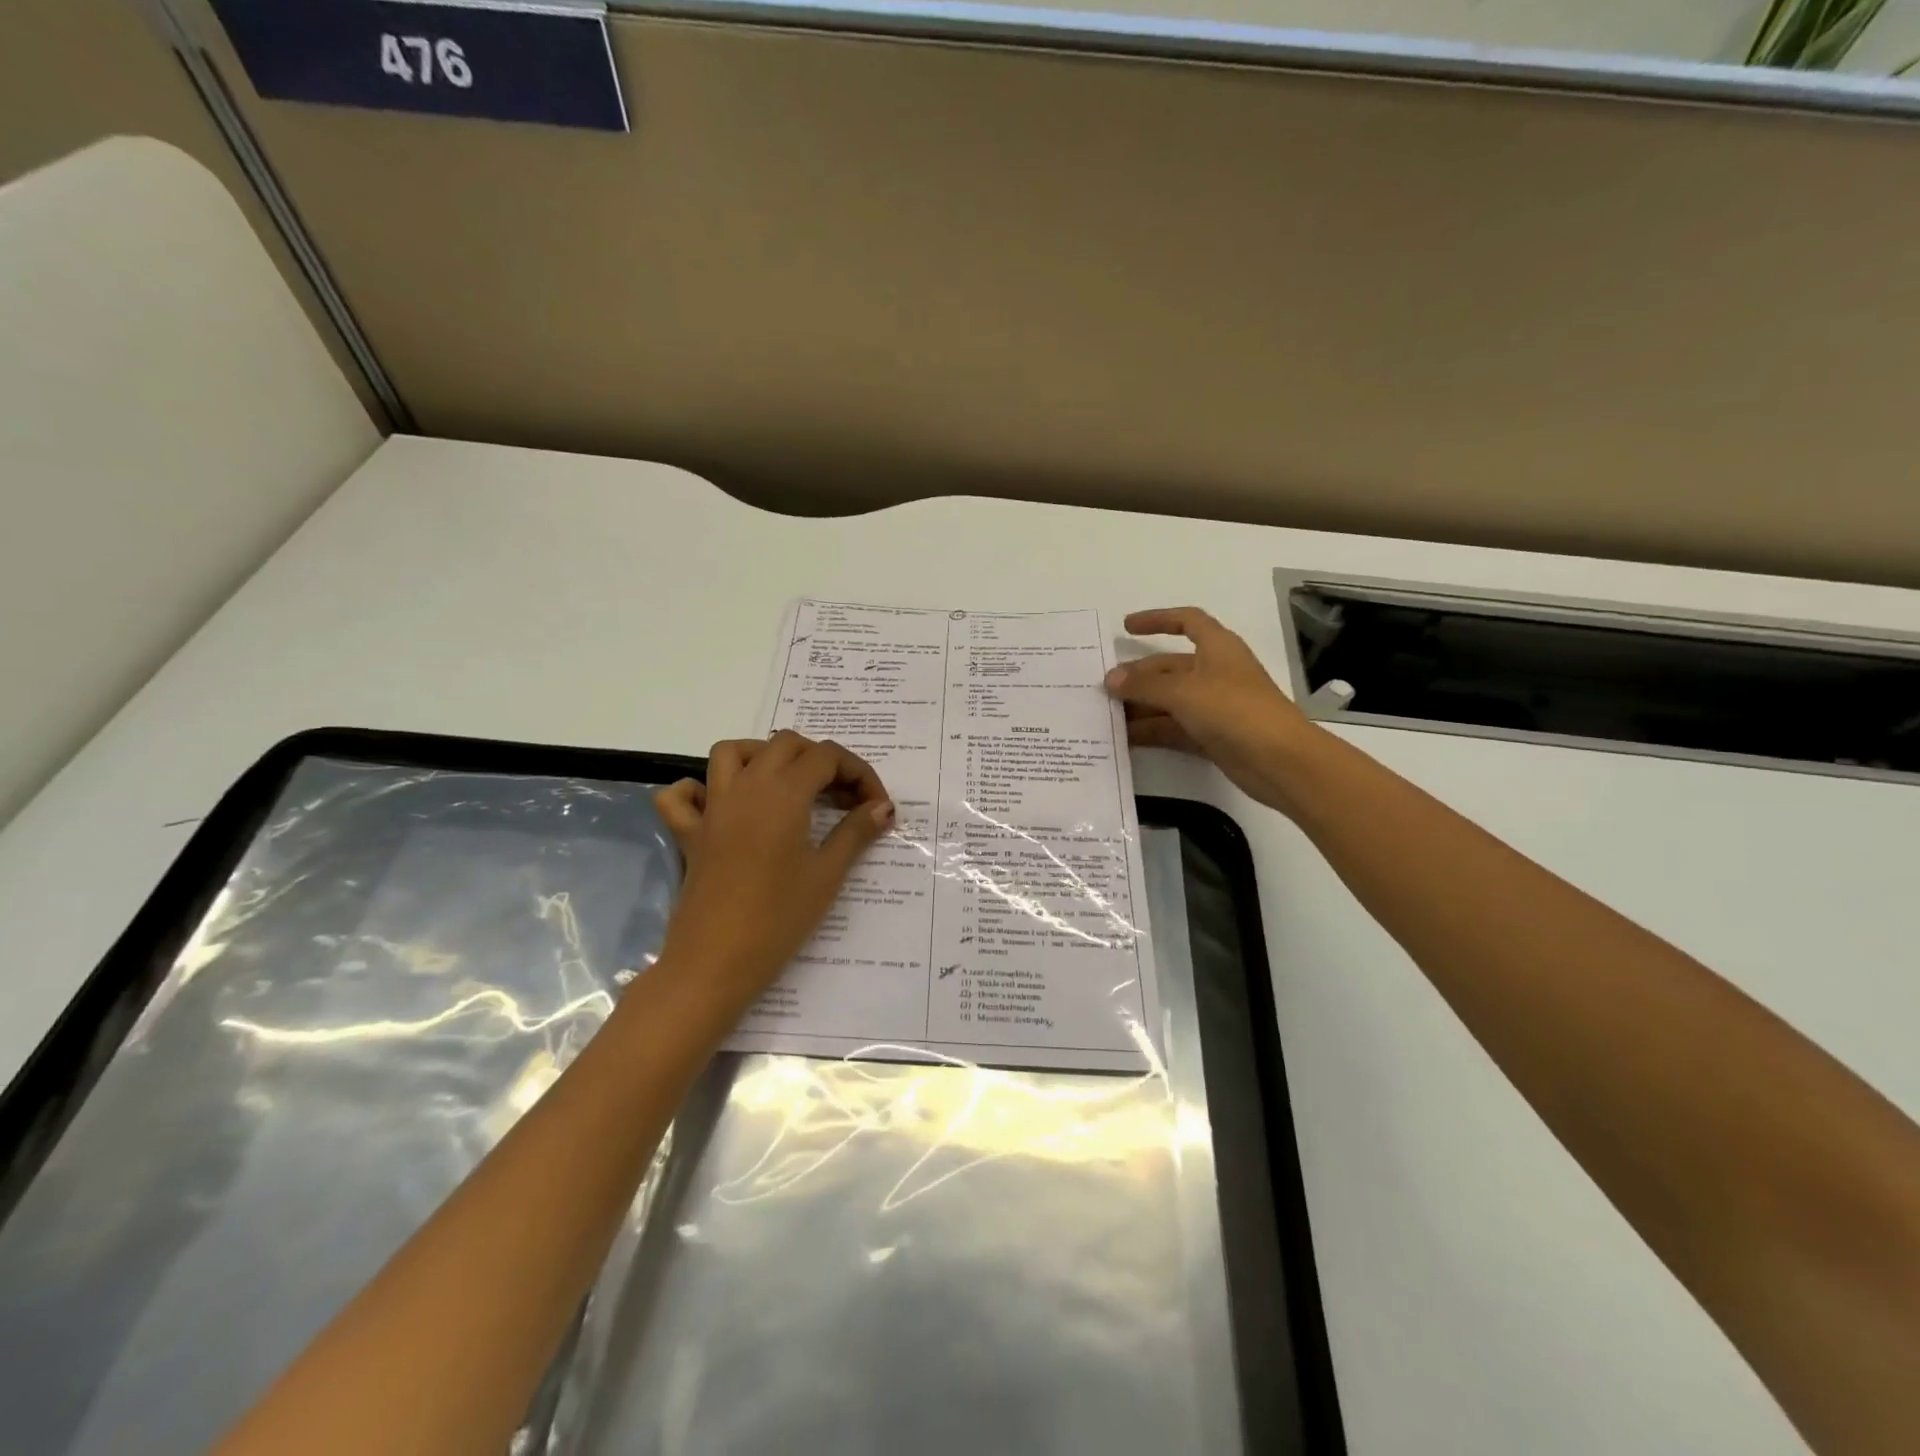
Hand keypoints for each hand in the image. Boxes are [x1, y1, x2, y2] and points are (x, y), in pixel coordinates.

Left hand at [654, 732, 893, 997]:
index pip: (827, 757)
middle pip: (786, 744)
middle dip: (821, 760)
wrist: (715, 962)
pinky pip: (683, 796)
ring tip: (789, 785)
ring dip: (764, 756)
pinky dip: (700, 790)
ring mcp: (713, 807)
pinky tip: (723, 807)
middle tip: (842, 798)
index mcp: (783, 792)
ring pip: (733, 752)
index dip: (859, 773)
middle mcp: (746, 786)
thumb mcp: (827, 874)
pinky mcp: (690, 834)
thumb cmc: (778, 918)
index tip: (876, 807)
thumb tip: (883, 807)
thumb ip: (856, 832)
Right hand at [1104, 607, 1316, 812]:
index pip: (1187, 621)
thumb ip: (1144, 685)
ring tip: (1105, 717)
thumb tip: (1110, 679)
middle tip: (1103, 689)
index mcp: (1217, 648)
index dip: (1157, 620)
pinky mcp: (1212, 736)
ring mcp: (1214, 706)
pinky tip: (1124, 740)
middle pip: (1170, 667)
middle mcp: (1215, 673)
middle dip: (1138, 676)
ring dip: (1140, 707)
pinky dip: (1152, 731)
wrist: (1280, 761)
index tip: (1126, 627)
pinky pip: (1174, 728)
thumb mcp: (1184, 692)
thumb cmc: (1235, 710)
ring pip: (1169, 700)